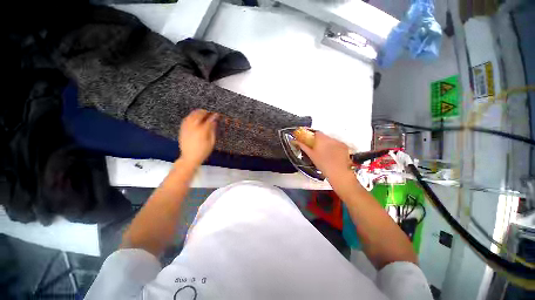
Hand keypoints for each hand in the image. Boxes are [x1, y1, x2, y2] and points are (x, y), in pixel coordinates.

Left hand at [178, 109, 217, 167]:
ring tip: (202, 112)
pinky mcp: (182, 130)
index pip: (209, 120)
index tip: (217, 114)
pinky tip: (193, 117)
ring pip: (191, 116)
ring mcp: (186, 128)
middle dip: (205, 112)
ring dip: (197, 113)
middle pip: (199, 115)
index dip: (213, 116)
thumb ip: (212, 131)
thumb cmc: (203, 151)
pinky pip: (185, 120)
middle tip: (209, 112)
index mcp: (202, 131)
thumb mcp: (211, 142)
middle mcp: (193, 127)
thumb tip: (214, 122)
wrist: (189, 158)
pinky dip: (190, 116)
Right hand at [296, 132, 352, 179]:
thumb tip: (296, 142)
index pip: (315, 132)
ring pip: (330, 140)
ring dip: (327, 144)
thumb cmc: (323, 164)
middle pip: (323, 136)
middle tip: (317, 149)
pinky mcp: (344, 146)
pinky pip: (337, 144)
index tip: (310, 140)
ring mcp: (338, 142)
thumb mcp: (311, 155)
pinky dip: (334, 147)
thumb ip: (303, 146)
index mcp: (321, 139)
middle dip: (319, 141)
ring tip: (325, 153)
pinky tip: (333, 155)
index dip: (312, 136)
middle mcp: (331, 138)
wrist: (338, 172)